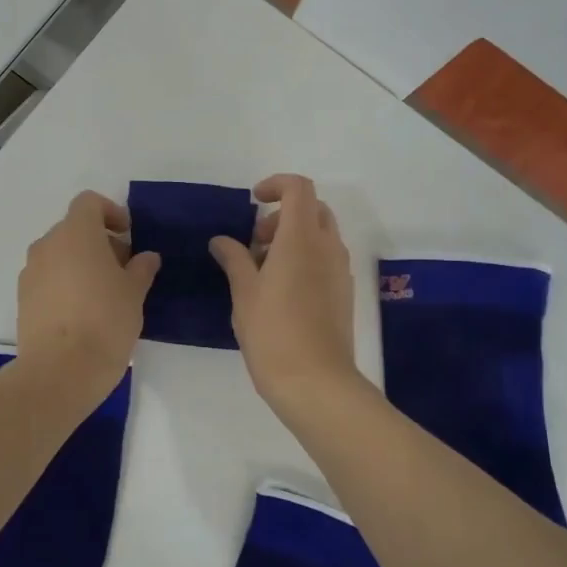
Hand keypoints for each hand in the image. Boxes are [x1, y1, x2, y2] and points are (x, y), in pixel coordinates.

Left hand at [16, 191, 159, 404]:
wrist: (60, 371)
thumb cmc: (105, 321)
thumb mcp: (134, 293)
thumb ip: (141, 268)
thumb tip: (145, 257)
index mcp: (76, 233)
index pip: (88, 202)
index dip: (110, 212)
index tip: (128, 235)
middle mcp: (47, 245)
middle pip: (73, 229)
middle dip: (99, 242)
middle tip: (123, 269)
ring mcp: (30, 272)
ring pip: (59, 255)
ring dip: (81, 263)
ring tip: (104, 293)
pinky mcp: (23, 299)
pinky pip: (47, 278)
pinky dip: (65, 284)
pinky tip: (83, 312)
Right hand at [210, 174, 358, 417]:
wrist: (315, 382)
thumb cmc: (273, 332)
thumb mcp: (243, 292)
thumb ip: (234, 259)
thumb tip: (222, 240)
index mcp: (301, 239)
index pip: (299, 188)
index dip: (276, 185)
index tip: (253, 202)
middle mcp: (327, 248)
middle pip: (313, 209)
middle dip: (283, 215)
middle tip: (256, 242)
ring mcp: (339, 271)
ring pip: (321, 235)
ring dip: (293, 238)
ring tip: (263, 270)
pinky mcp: (343, 294)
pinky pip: (326, 260)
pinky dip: (305, 259)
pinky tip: (281, 291)